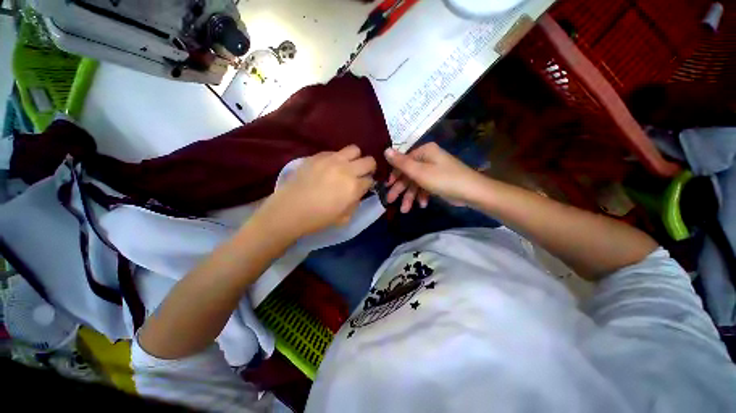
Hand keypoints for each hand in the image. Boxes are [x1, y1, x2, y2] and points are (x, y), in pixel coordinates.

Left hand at [254, 145, 375, 239]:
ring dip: (355, 158)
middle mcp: (346, 170)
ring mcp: (332, 160)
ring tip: (347, 167)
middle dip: (368, 169)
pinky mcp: (318, 155)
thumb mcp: (344, 217)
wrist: (290, 210)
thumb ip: (356, 202)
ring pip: (355, 149)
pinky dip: (337, 158)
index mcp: (354, 187)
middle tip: (360, 175)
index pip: (370, 180)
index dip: (368, 184)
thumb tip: (358, 192)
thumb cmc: (318, 218)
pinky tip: (329, 168)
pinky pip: (335, 151)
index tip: (363, 187)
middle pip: (369, 161)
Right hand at [384, 143, 483, 212]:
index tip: (387, 187)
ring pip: (416, 183)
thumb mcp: (419, 172)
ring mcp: (433, 170)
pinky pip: (425, 187)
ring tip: (406, 210)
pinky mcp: (438, 181)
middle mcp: (428, 158)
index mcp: (424, 152)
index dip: (394, 175)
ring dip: (410, 196)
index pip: (403, 161)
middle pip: (408, 174)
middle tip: (391, 201)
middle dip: (401, 189)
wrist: (472, 192)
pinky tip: (423, 205)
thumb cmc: (444, 179)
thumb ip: (401, 163)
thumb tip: (385, 150)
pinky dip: (422, 196)